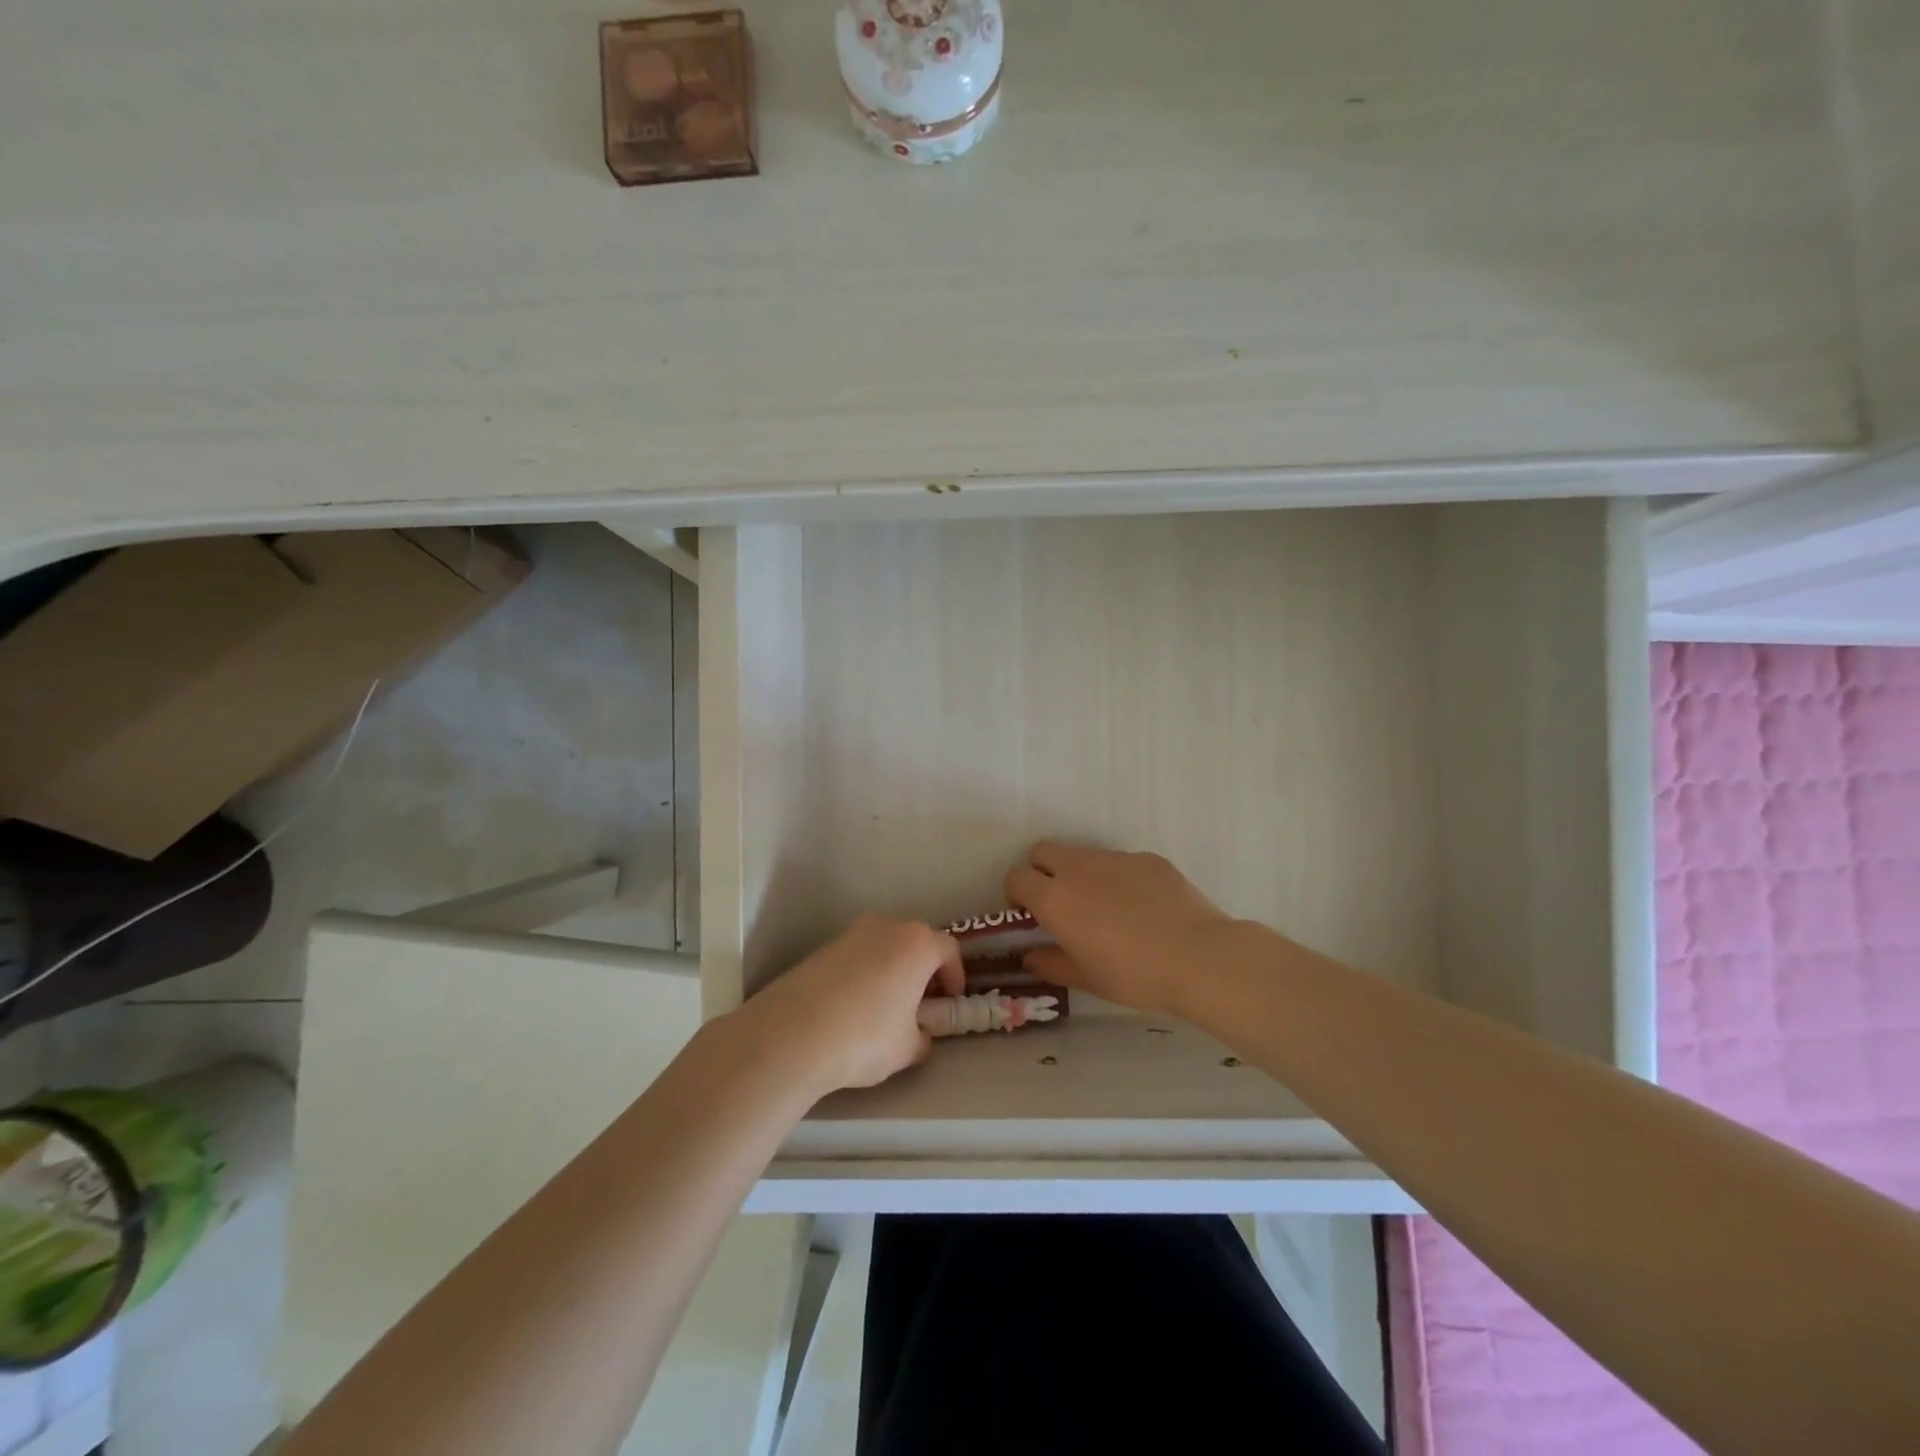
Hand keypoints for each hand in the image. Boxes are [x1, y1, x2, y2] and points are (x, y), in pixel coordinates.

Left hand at [739, 915, 964, 1094]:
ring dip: (891, 969)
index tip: (950, 1001)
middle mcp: (887, 926)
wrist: (794, 1033)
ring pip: (883, 946)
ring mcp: (851, 933)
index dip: (955, 975)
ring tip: (885, 1006)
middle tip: (921, 1002)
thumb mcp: (907, 1048)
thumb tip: (918, 1035)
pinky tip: (853, 1007)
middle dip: (922, 969)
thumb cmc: (866, 1036)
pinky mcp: (823, 947)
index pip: (949, 950)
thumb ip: (922, 1037)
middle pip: (915, 942)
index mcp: (917, 943)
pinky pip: (856, 956)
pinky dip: (863, 974)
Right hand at [1005, 842, 1240, 1015]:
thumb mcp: (1086, 979)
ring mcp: (1115, 858)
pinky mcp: (1147, 858)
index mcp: (1055, 898)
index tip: (1029, 915)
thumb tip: (1031, 955)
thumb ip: (1051, 964)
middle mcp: (1079, 868)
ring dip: (1080, 874)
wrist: (1199, 958)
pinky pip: (1120, 862)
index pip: (1016, 877)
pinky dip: (1118, 878)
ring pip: (1082, 854)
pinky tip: (1142, 908)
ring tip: (1105, 908)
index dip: (1016, 894)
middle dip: (1041, 871)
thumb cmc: (1134, 975)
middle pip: (1043, 851)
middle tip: (1058, 903)